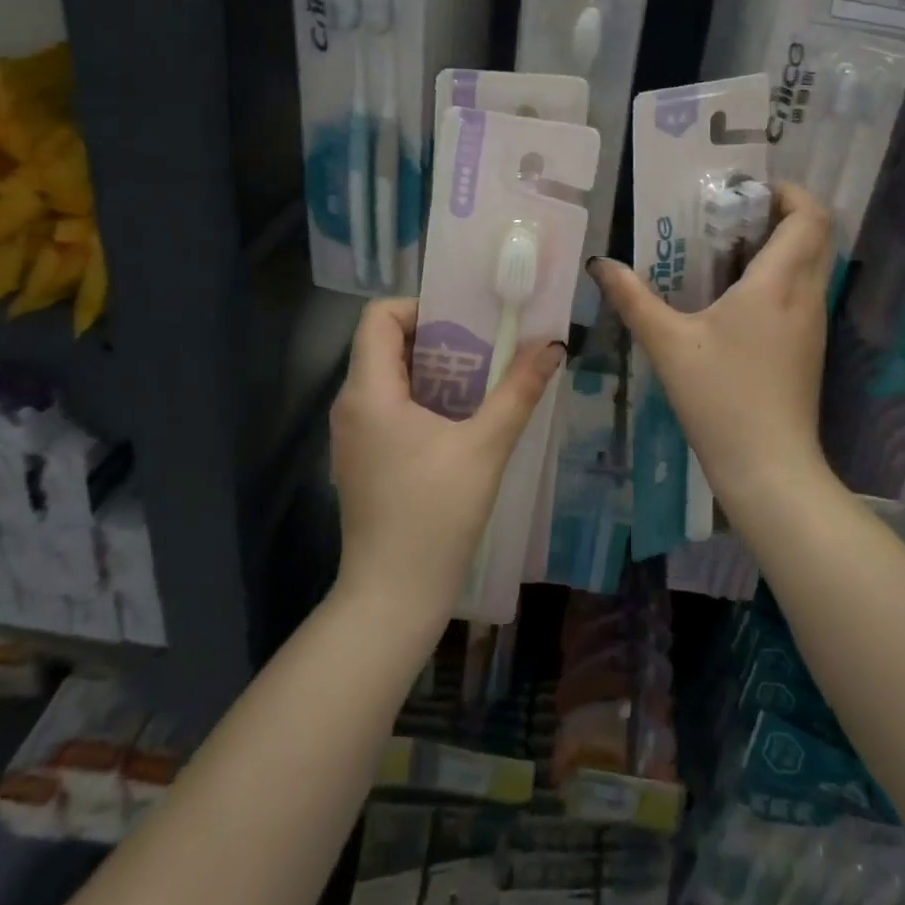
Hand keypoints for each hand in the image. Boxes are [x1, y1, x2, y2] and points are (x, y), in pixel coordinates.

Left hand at [328, 298, 563, 627]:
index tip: (465, 323)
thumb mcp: (485, 447)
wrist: (393, 596)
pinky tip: (459, 421)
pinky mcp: (362, 459)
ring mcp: (352, 435)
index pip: (379, 316)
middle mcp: (351, 405)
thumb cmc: (435, 515)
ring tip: (480, 381)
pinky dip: (422, 399)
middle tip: (485, 349)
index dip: (420, 308)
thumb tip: (553, 346)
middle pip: (385, 344)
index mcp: (369, 392)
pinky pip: (388, 407)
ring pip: (389, 377)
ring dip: (433, 371)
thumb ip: (518, 391)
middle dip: (438, 339)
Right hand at [591, 182, 832, 508]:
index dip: (789, 192)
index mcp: (778, 284)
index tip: (748, 190)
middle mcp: (805, 296)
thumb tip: (601, 264)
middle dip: (783, 213)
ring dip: (782, 245)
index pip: (809, 217)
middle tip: (733, 215)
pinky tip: (737, 297)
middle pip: (817, 235)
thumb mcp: (668, 344)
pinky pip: (803, 292)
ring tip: (729, 250)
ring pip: (812, 264)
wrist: (769, 468)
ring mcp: (813, 324)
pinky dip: (781, 276)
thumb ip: (633, 299)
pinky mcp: (809, 348)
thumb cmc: (721, 398)